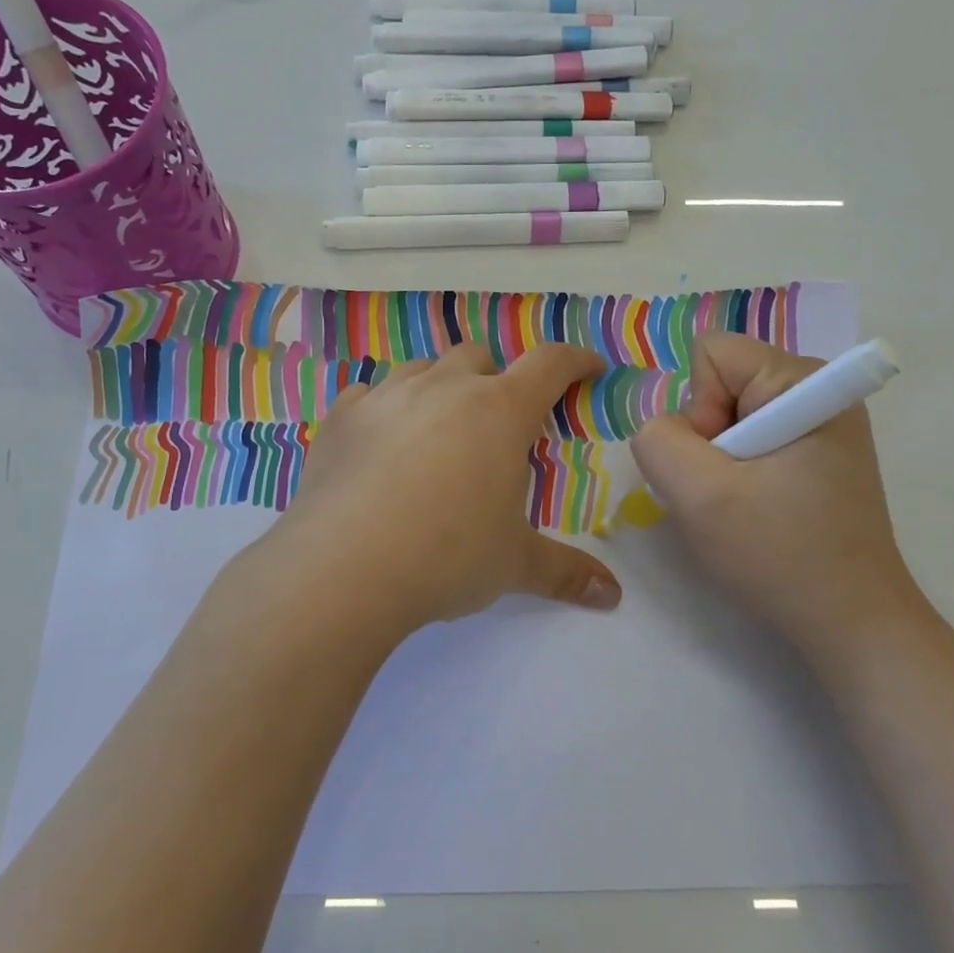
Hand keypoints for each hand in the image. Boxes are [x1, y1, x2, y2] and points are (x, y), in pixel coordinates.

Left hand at [263, 340, 622, 635]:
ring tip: (439, 427)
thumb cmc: (447, 556)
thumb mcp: (514, 565)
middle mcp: (444, 388)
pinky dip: (384, 408)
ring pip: (422, 368)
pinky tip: (381, 439)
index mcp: (499, 411)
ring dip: (439, 386)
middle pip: (478, 356)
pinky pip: (368, 393)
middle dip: (496, 377)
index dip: (575, 361)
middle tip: (498, 418)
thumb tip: (612, 596)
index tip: (590, 368)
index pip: (549, 364)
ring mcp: (387, 397)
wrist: (344, 567)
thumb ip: (565, 572)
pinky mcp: (341, 418)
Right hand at [630, 334, 924, 654]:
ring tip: (742, 509)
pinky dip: (737, 477)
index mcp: (803, 382)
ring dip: (718, 465)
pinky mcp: (817, 456)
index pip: (712, 354)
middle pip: (720, 385)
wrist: (851, 624)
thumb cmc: (779, 554)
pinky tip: (756, 515)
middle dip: (707, 439)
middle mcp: (818, 392)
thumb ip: (658, 441)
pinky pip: (749, 443)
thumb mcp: (698, 494)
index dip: (699, 408)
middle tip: (730, 494)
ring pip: (728, 418)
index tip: (722, 464)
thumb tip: (663, 431)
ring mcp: (821, 425)